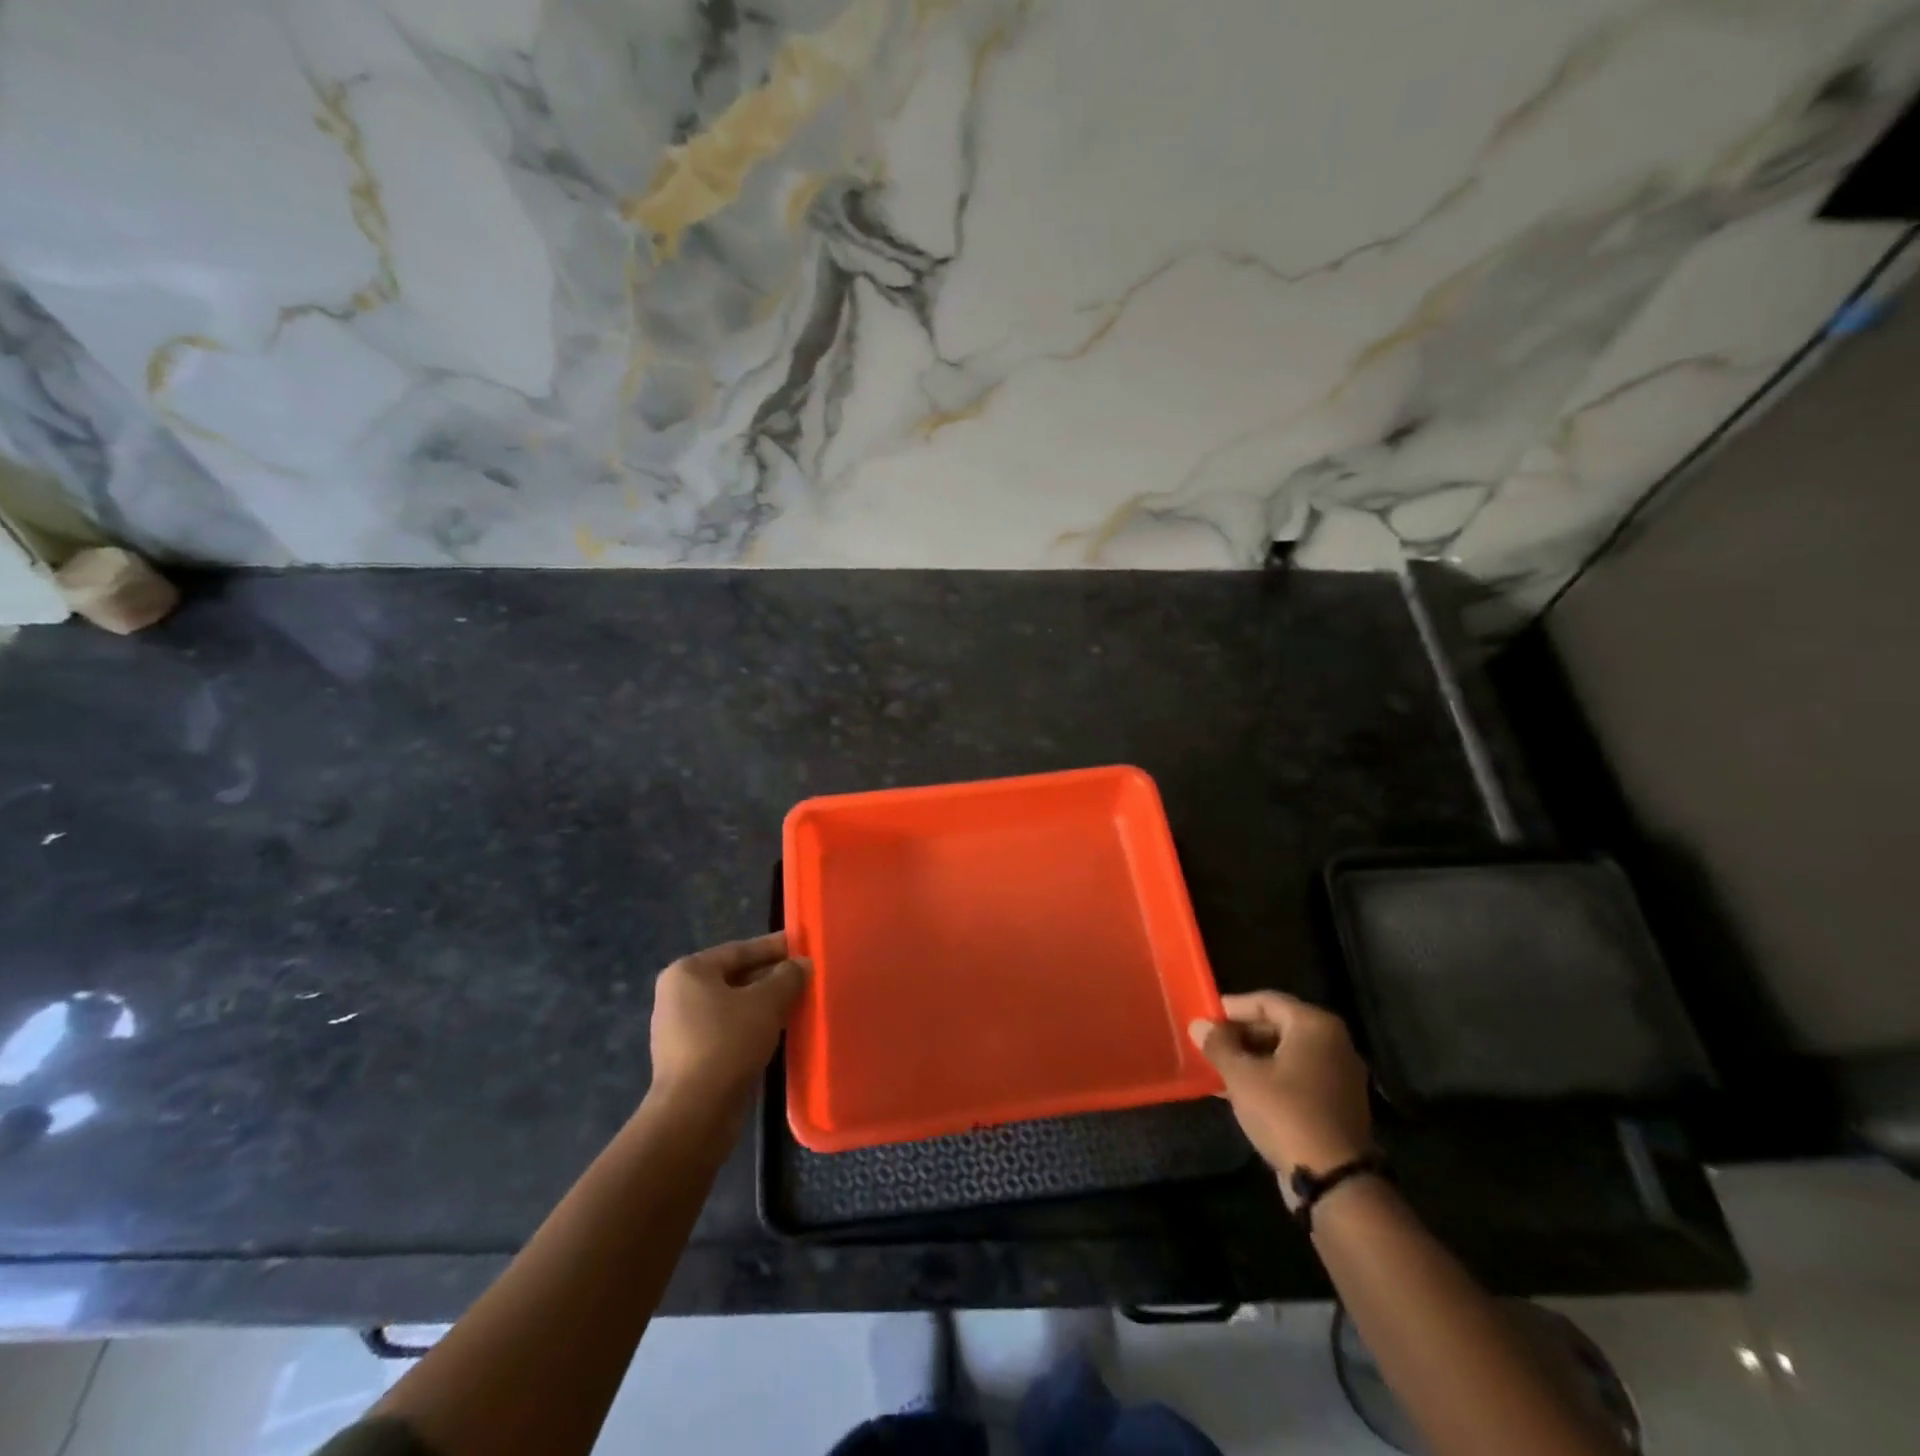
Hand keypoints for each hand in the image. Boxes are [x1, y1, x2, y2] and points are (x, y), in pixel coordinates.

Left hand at [649, 933, 809, 1112]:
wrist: (695, 1113)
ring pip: (733, 1006)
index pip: (739, 950)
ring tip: (798, 1002)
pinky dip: (752, 1026)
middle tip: (805, 976)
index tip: (803, 945)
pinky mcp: (689, 1058)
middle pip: (735, 977)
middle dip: (771, 976)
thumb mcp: (767, 1002)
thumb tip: (802, 964)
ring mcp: (680, 1029)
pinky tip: (779, 1031)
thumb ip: (788, 977)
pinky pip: (727, 1030)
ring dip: (764, 1004)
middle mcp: (678, 995)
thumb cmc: (728, 1043)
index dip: (774, 947)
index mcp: (688, 972)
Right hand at [1190, 991, 1372, 1177]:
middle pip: (1278, 1026)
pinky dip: (1270, 1078)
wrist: (1334, 1180)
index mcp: (1314, 1026)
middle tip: (1210, 1043)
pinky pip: (1297, 1077)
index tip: (1206, 1016)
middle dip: (1241, 1034)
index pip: (1266, 1001)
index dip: (1233, 1007)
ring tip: (1218, 1067)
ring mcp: (1339, 1075)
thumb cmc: (1285, 1113)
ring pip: (1286, 1054)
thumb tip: (1199, 1025)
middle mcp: (1333, 1043)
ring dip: (1252, 1058)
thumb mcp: (1242, 1076)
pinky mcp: (1337, 1104)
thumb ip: (1218, 1045)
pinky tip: (1240, 1091)